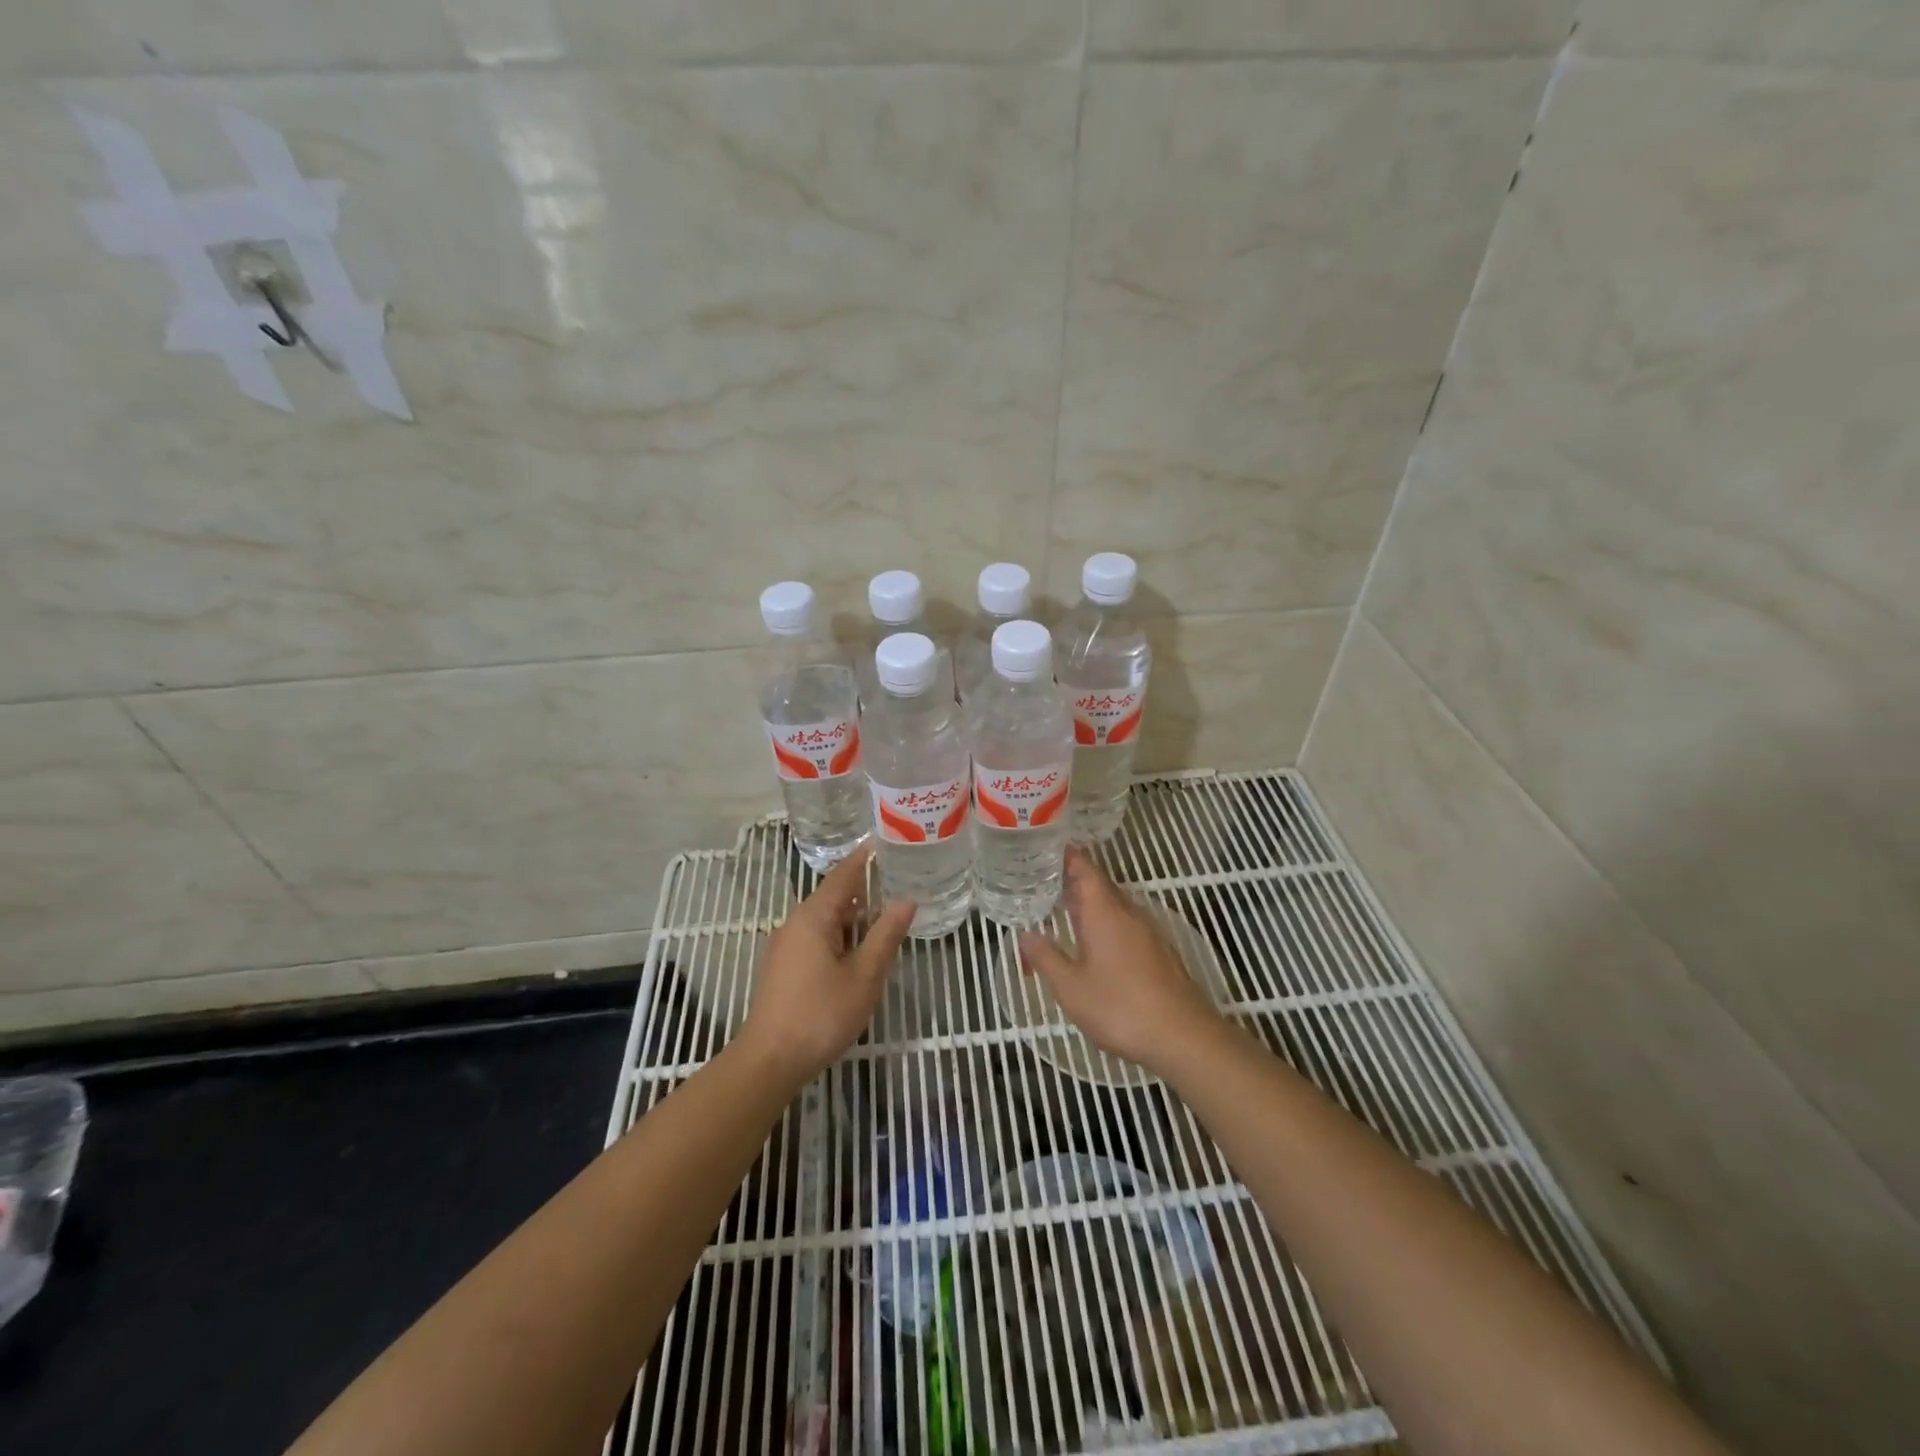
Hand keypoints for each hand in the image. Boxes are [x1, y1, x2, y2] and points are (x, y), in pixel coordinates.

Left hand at [739, 845, 914, 1082]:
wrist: (769, 1060)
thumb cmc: (820, 1014)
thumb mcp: (863, 976)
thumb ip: (885, 936)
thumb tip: (907, 901)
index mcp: (814, 917)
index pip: (842, 876)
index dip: (863, 859)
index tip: (882, 841)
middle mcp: (795, 923)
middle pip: (832, 896)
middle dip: (862, 888)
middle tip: (895, 878)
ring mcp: (786, 946)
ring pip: (824, 919)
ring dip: (852, 915)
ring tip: (883, 913)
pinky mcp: (783, 966)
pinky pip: (815, 936)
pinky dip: (839, 933)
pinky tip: (857, 948)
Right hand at [1019, 847, 1222, 1074]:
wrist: (1184, 1037)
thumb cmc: (1121, 1008)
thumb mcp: (1071, 988)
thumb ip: (1046, 958)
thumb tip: (1026, 935)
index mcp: (1105, 912)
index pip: (1085, 868)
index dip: (1066, 855)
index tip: (1045, 848)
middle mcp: (1128, 913)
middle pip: (1099, 885)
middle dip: (1073, 880)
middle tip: (1043, 880)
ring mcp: (1148, 932)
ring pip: (1114, 906)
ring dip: (1089, 904)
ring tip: (1062, 910)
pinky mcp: (1159, 953)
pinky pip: (1125, 925)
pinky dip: (1105, 924)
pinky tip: (1094, 944)